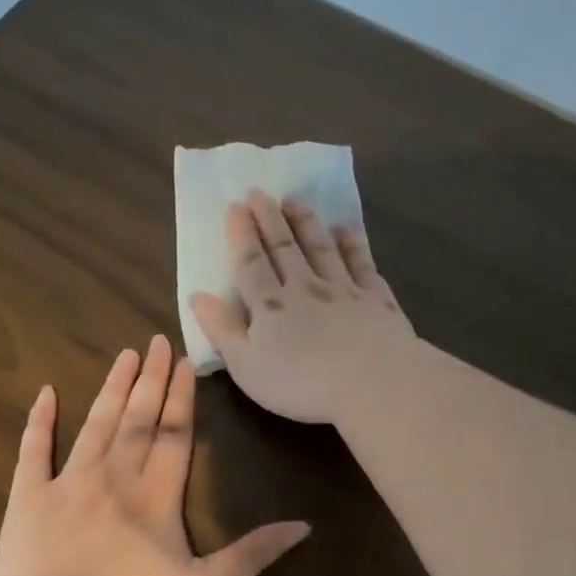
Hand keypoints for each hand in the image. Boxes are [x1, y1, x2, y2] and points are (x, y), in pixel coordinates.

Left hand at [0, 335, 310, 575]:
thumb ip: (252, 554)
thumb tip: (303, 526)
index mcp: (156, 495)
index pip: (175, 433)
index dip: (182, 396)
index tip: (186, 361)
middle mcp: (115, 476)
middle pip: (138, 418)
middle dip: (151, 379)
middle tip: (157, 341)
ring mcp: (68, 483)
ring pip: (95, 425)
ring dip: (111, 388)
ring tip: (124, 355)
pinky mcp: (28, 498)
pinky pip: (32, 451)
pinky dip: (38, 422)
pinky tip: (44, 393)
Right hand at [190, 190, 416, 424]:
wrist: (373, 382)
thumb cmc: (301, 383)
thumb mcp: (247, 366)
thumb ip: (223, 330)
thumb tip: (198, 296)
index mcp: (270, 306)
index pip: (251, 264)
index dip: (241, 235)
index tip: (235, 206)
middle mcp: (305, 288)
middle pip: (284, 249)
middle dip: (270, 219)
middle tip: (260, 192)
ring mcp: (344, 290)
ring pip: (321, 248)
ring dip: (307, 223)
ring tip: (296, 201)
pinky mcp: (377, 300)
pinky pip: (362, 264)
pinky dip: (353, 244)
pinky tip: (347, 230)